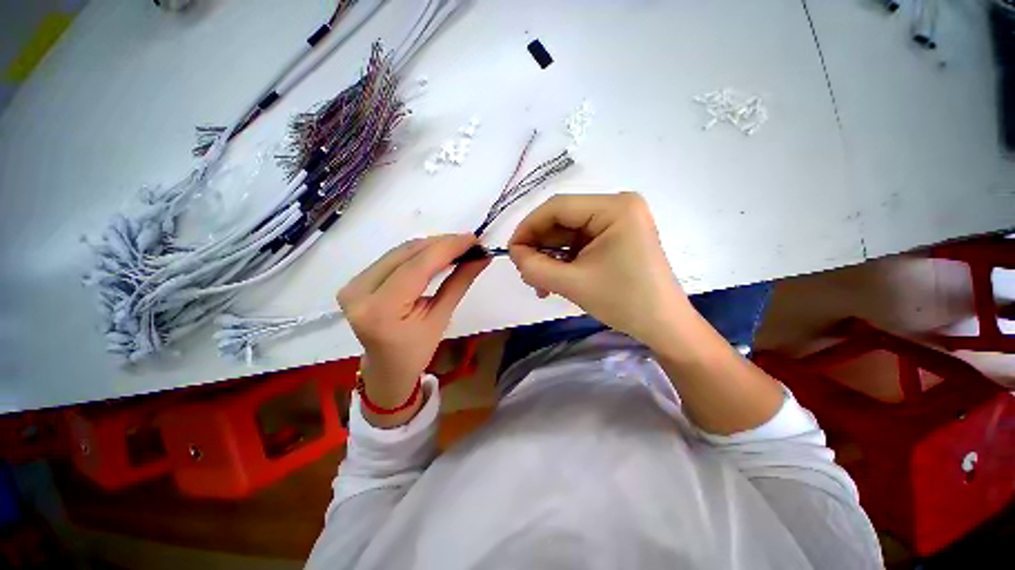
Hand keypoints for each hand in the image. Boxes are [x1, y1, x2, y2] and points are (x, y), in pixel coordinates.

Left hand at [338, 235, 488, 426]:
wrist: (386, 368)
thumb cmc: (416, 352)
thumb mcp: (441, 319)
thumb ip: (459, 283)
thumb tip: (481, 258)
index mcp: (380, 310)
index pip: (417, 267)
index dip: (447, 248)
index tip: (474, 239)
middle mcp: (359, 292)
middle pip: (406, 254)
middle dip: (442, 244)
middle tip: (470, 243)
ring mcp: (353, 284)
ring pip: (400, 252)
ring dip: (432, 246)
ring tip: (458, 247)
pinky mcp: (356, 280)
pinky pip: (393, 257)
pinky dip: (419, 252)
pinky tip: (437, 253)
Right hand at [508, 192, 688, 347]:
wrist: (663, 326)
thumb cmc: (623, 301)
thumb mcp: (572, 283)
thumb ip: (534, 267)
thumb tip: (514, 253)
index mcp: (614, 207)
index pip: (557, 207)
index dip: (528, 227)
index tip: (511, 252)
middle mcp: (618, 206)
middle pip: (563, 220)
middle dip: (539, 247)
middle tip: (525, 273)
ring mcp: (618, 222)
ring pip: (568, 234)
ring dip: (550, 258)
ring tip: (540, 284)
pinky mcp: (617, 238)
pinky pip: (580, 244)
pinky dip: (564, 261)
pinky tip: (554, 281)